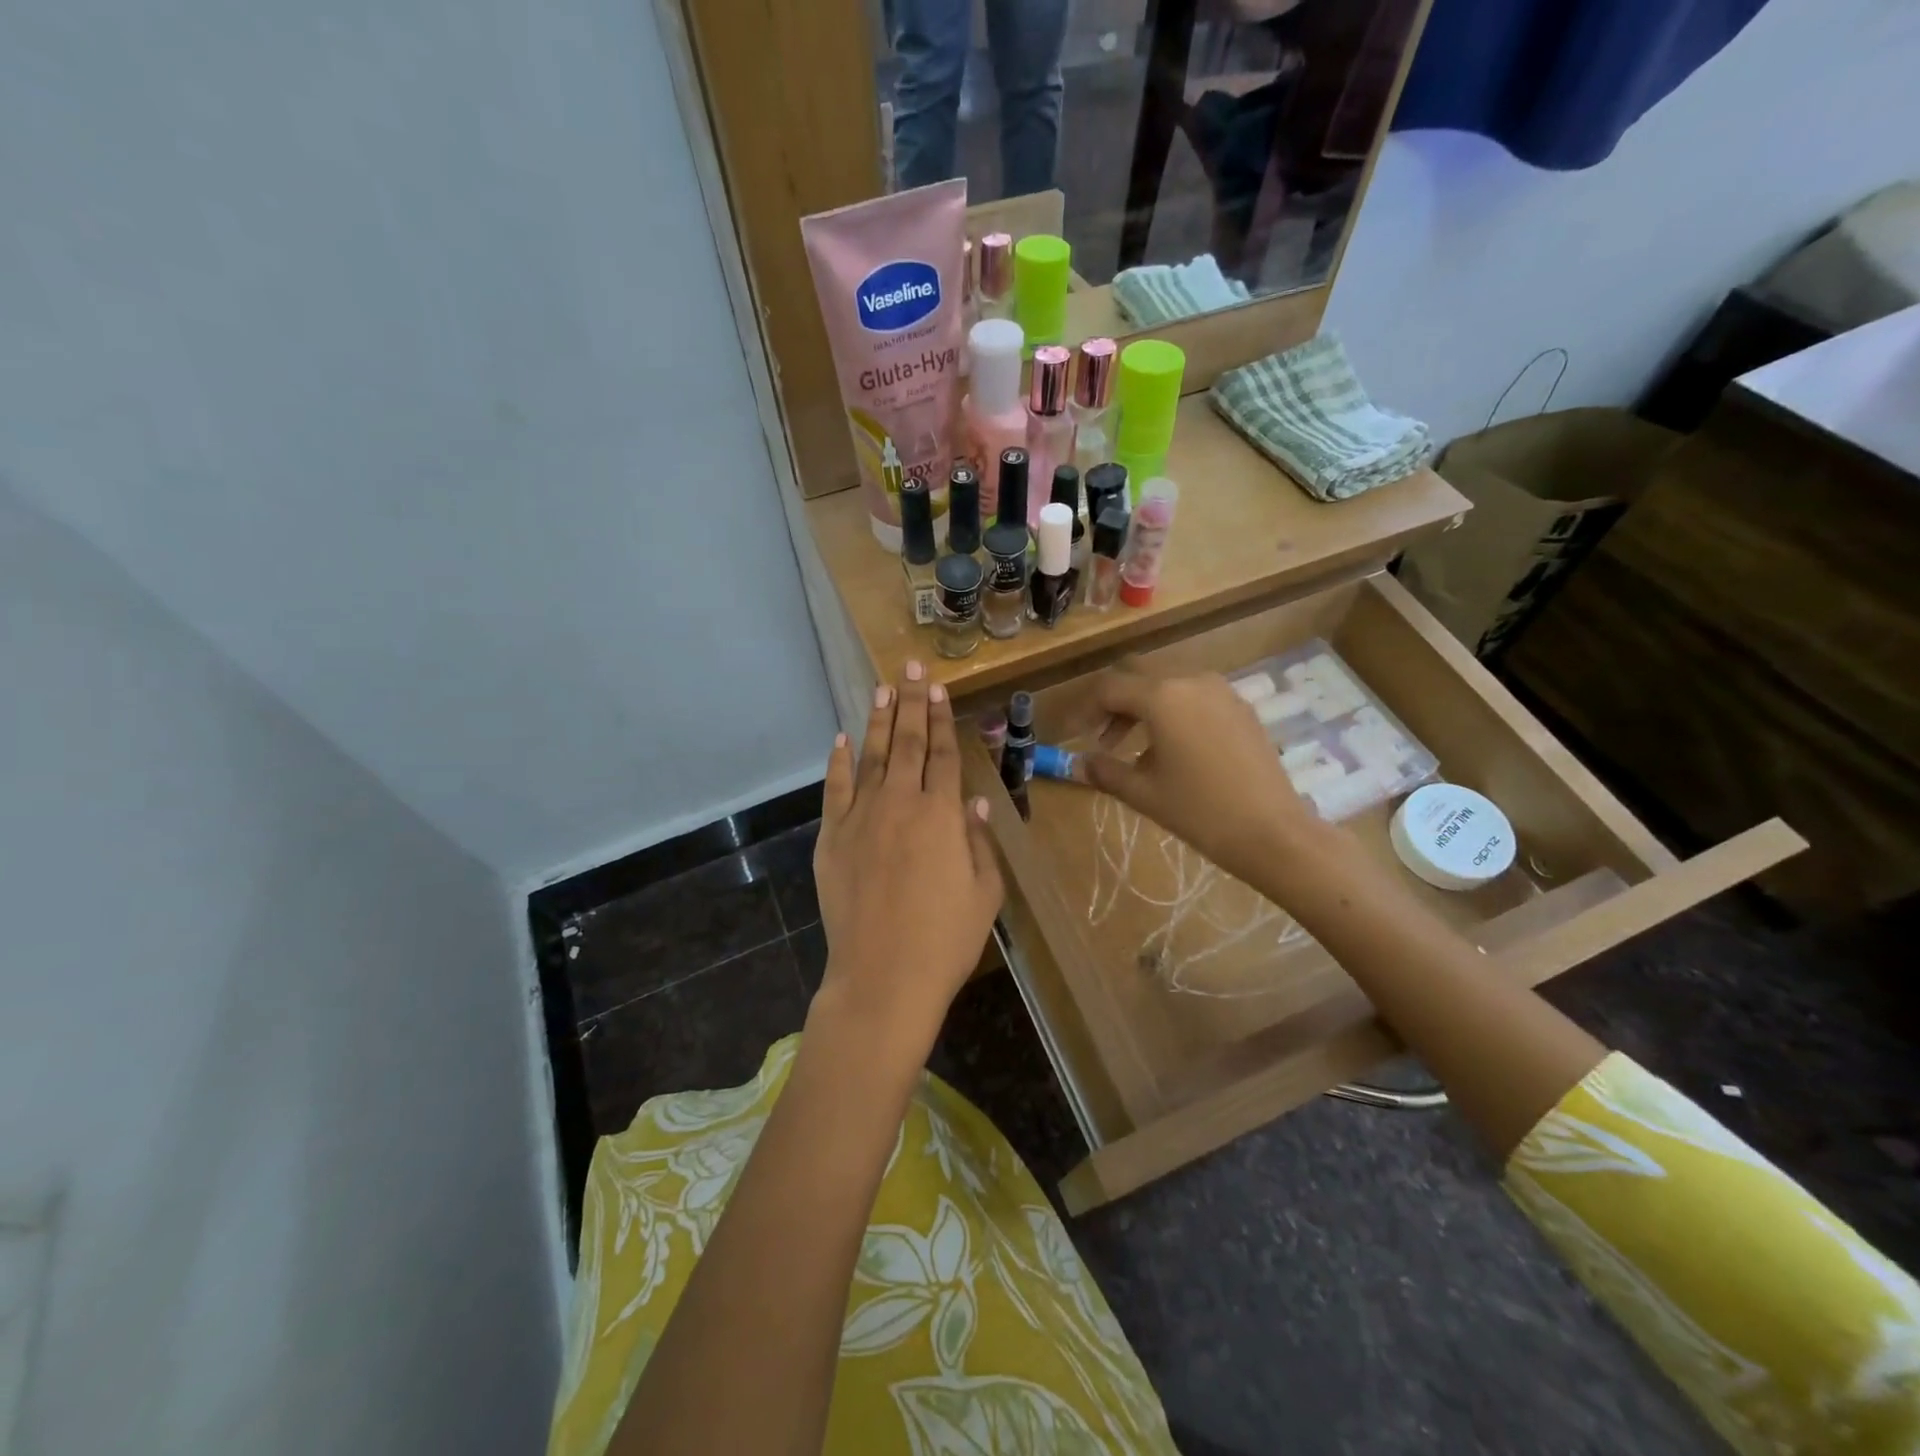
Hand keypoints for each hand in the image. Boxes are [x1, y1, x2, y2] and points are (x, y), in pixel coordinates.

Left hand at [811, 662, 1003, 1056]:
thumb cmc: (945, 940)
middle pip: (909, 743)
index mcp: (942, 814)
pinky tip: (841, 739)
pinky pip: (835, 789)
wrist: (883, 977)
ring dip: (879, 720)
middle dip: (912, 701)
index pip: (944, 754)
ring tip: (883, 688)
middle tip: (911, 666)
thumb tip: (976, 802)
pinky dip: (838, 762)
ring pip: (872, 756)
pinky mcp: (831, 838)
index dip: (943, 718)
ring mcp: (861, 818)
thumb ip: (979, 841)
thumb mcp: (984, 893)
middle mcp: (901, 803)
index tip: (938, 687)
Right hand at [1084, 669, 1333, 892]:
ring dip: (1142, 706)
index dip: (1085, 710)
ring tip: (1133, 747)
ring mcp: (1220, 690)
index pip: (1109, 688)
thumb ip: (1105, 771)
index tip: (1074, 735)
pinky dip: (1172, 710)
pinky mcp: (1240, 706)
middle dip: (1113, 702)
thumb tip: (1080, 764)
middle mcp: (1191, 680)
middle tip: (1101, 737)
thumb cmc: (1200, 811)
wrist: (1272, 831)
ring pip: (1167, 682)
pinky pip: (1193, 695)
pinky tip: (1171, 748)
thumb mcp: (1143, 793)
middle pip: (1137, 675)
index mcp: (1162, 696)